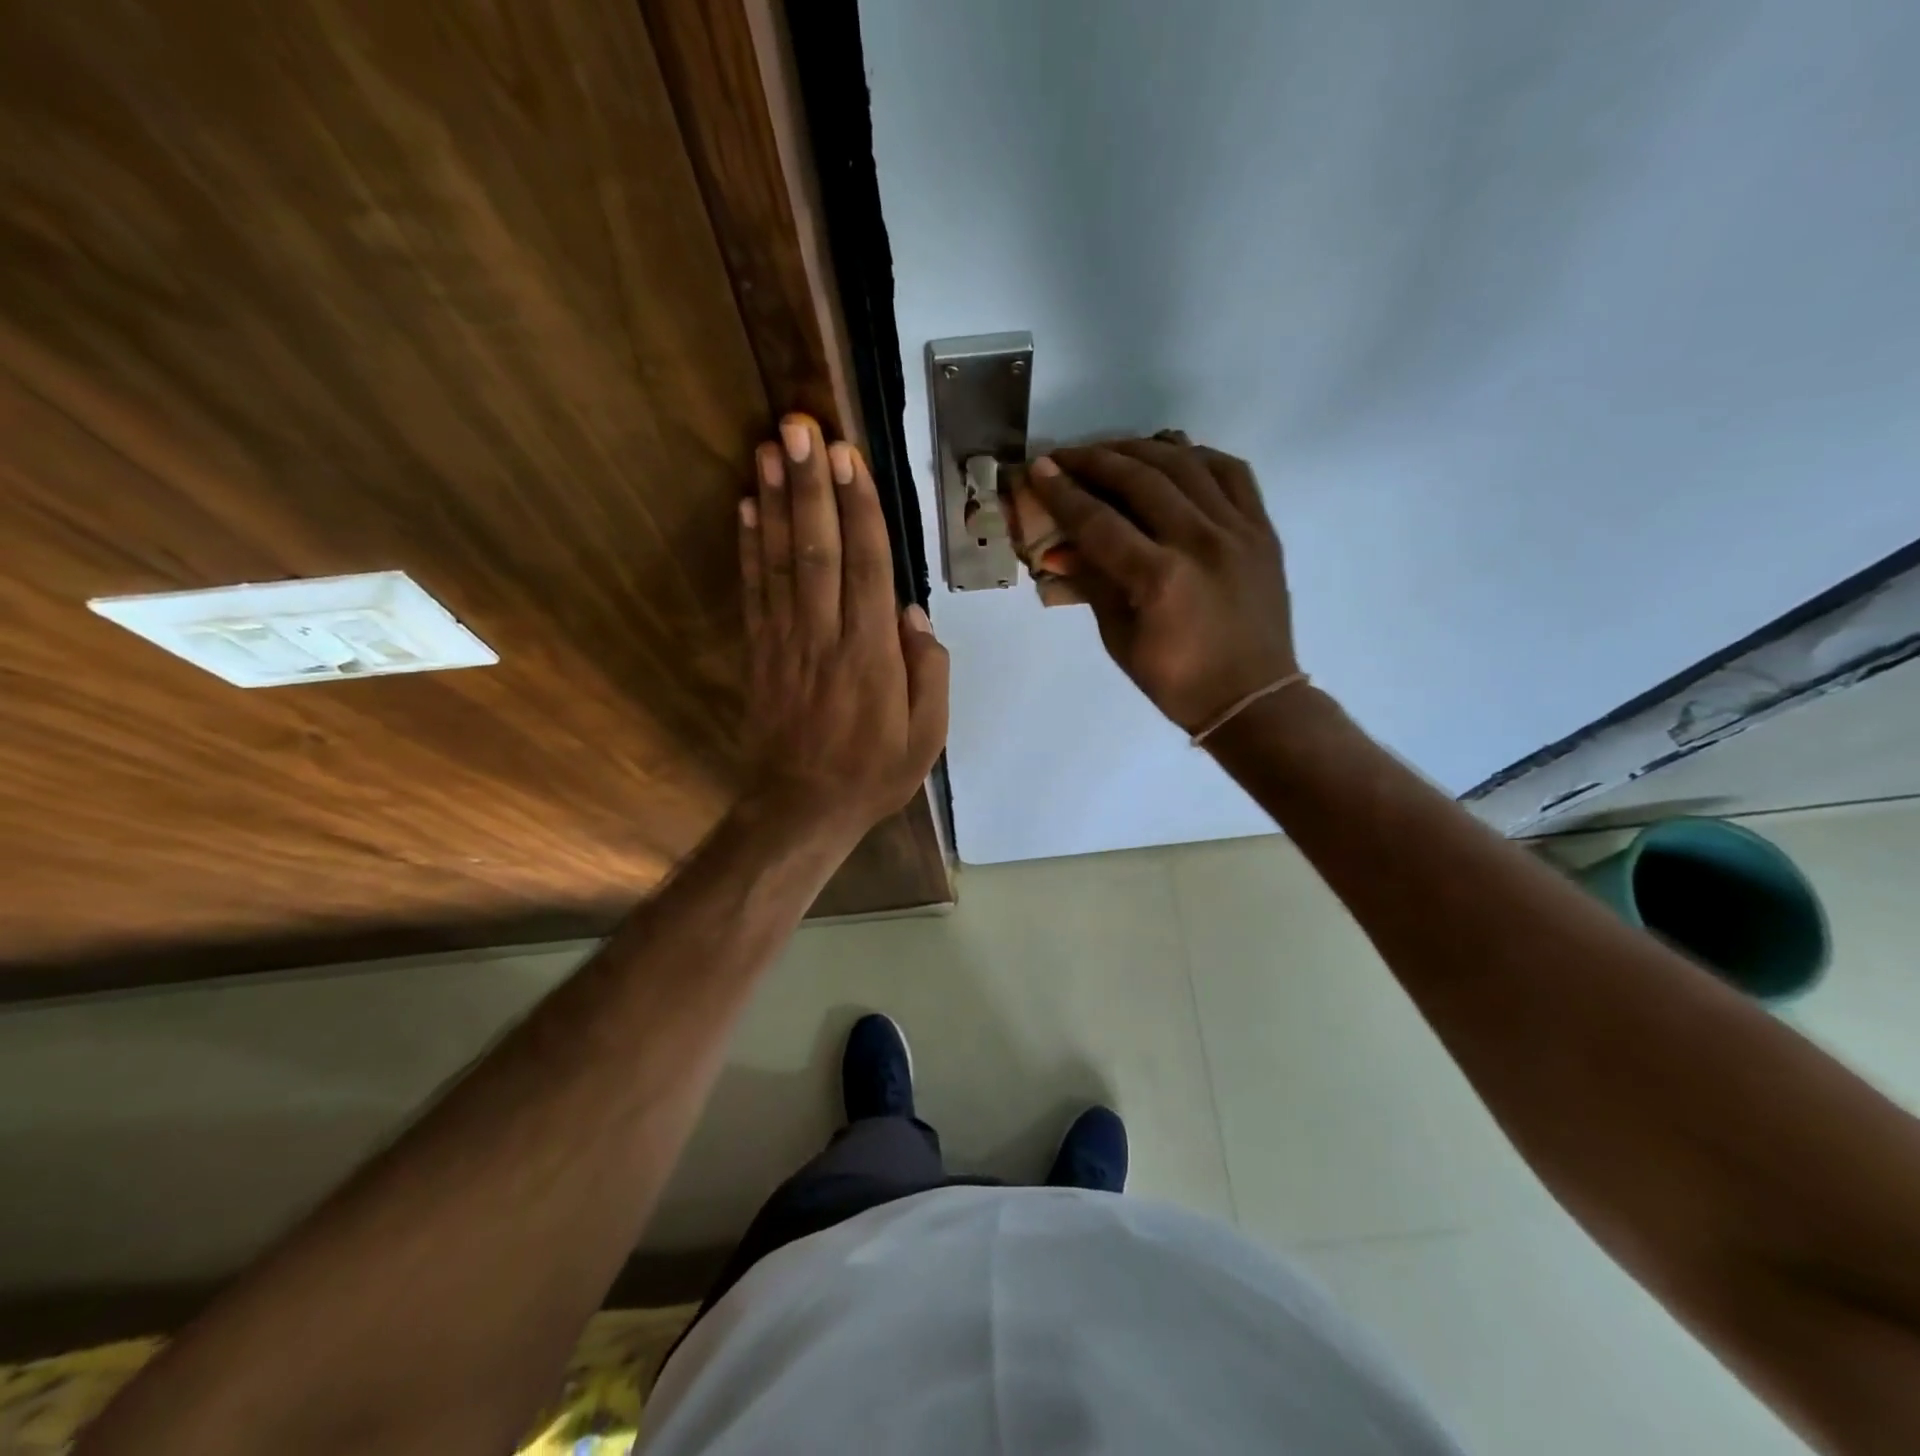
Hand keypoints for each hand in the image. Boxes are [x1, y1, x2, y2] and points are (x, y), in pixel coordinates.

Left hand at [738, 414, 949, 837]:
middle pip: (818, 549)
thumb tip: (913, 613)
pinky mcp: (759, 653)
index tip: (849, 456)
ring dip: (777, 501)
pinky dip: (749, 547)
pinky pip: (753, 592)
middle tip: (801, 426)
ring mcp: (786, 642)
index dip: (859, 508)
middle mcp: (825, 637)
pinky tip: (748, 506)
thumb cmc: (873, 774)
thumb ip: (930, 672)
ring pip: (782, 561)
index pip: (867, 567)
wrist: (801, 810)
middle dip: (811, 485)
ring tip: (771, 447)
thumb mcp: (928, 737)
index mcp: (872, 656)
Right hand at [1030, 440, 1297, 733]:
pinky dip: (1197, 456)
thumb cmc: (1177, 681)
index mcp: (1159, 579)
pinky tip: (1172, 456)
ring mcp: (1238, 530)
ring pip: (1185, 464)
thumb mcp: (1120, 640)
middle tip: (1065, 456)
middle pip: (1141, 480)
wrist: (1252, 697)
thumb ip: (1093, 584)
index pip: (1099, 522)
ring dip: (1140, 450)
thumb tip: (1059, 549)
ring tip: (1111, 451)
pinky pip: (1231, 472)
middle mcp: (1200, 542)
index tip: (1039, 469)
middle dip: (1095, 461)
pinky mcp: (1262, 529)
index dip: (1064, 493)